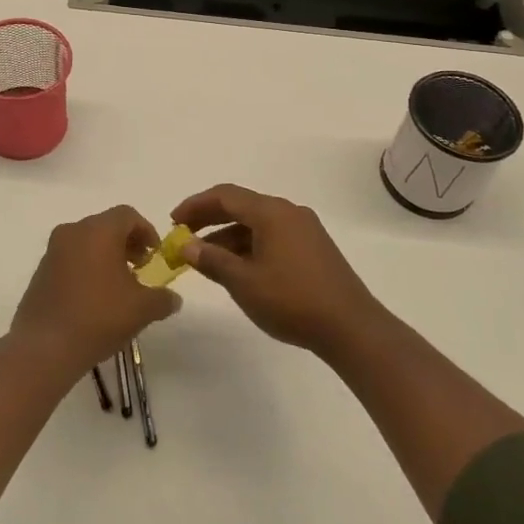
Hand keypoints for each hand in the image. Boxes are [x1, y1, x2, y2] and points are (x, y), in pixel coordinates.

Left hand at [12, 205, 181, 370]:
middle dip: (127, 243)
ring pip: (87, 241)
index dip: (147, 231)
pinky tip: (94, 297)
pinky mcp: (40, 271)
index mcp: (98, 230)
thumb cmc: (99, 317)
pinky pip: (70, 258)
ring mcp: (52, 250)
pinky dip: (86, 267)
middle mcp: (73, 231)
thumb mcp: (142, 309)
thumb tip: (173, 298)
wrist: (45, 347)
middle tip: (140, 269)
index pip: (128, 215)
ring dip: (106, 255)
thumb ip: (163, 298)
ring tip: (119, 286)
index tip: (155, 256)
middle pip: (106, 225)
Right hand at [172, 184, 380, 356]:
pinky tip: (238, 269)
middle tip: (184, 237)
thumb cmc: (292, 300)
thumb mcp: (243, 282)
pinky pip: (272, 236)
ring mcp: (304, 230)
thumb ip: (211, 259)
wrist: (351, 327)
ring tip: (206, 259)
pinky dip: (249, 246)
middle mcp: (289, 212)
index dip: (195, 205)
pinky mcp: (313, 248)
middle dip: (209, 219)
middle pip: (241, 206)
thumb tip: (185, 245)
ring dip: (228, 236)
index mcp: (271, 212)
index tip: (173, 222)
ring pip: (257, 223)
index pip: (225, 196)